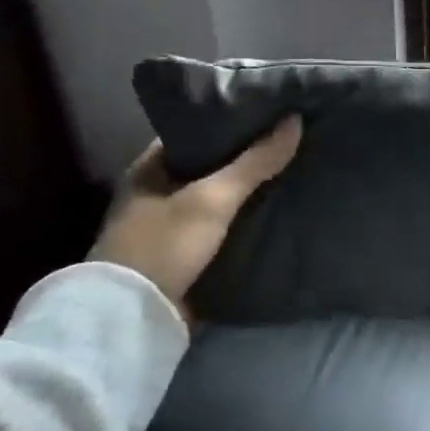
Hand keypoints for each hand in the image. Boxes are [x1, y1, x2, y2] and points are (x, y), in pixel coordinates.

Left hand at [89, 118, 302, 317]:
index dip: (230, 121)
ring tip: (291, 171)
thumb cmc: (166, 244)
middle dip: (245, 157)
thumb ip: (254, 161)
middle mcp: (155, 193)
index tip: (269, 114)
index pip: (195, 131)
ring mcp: (168, 226)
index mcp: (149, 168)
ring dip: (247, 191)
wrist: (135, 316)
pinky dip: (243, 219)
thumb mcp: (213, 197)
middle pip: (209, 165)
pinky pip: (220, 226)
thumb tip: (295, 121)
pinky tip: (275, 210)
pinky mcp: (183, 255)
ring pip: (217, 197)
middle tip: (288, 141)